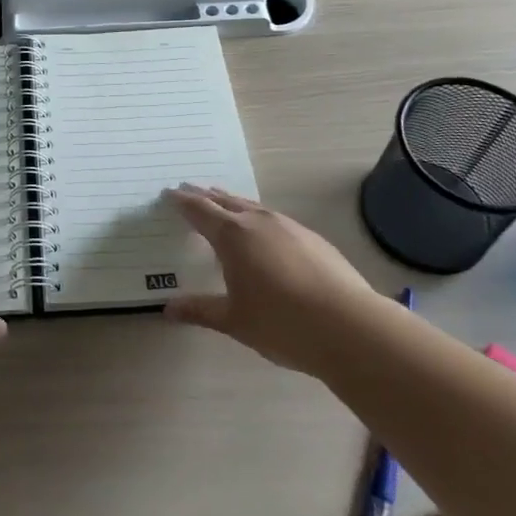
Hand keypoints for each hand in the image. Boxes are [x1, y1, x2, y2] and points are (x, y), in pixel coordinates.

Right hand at [162, 185, 377, 374]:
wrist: (349, 326)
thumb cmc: (281, 323)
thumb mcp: (233, 320)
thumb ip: (200, 311)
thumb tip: (167, 310)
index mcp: (232, 235)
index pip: (200, 210)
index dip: (183, 201)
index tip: (170, 193)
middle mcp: (258, 221)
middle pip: (225, 201)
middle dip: (205, 196)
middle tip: (190, 190)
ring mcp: (288, 226)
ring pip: (252, 207)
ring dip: (233, 203)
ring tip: (223, 205)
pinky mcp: (312, 237)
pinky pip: (274, 219)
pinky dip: (258, 218)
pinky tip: (263, 234)